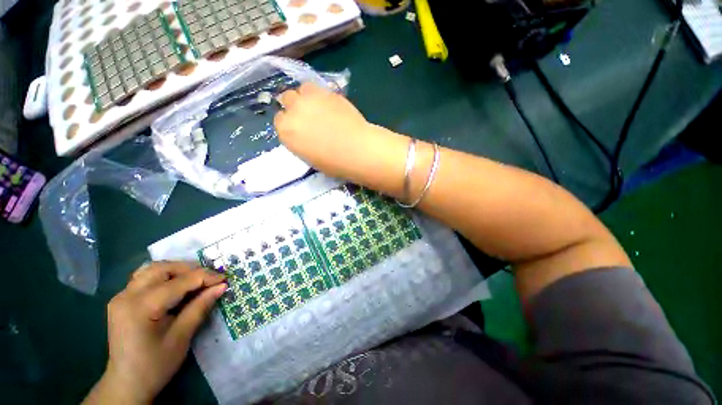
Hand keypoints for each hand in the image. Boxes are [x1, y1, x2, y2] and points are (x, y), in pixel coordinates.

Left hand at [84, 261, 226, 404]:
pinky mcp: (122, 300)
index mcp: (141, 307)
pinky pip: (145, 278)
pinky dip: (164, 276)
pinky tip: (175, 285)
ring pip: (152, 269)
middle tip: (211, 278)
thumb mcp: (182, 336)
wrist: (127, 384)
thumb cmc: (156, 364)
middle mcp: (127, 296)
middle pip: (163, 268)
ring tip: (195, 279)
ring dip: (177, 270)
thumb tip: (222, 286)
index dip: (206, 277)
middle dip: (190, 269)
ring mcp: (121, 296)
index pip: (179, 282)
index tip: (225, 279)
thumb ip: (200, 306)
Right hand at [274, 83, 372, 177]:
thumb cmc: (334, 163)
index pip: (280, 120)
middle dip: (295, 106)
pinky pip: (319, 88)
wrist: (357, 150)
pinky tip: (331, 106)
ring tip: (319, 107)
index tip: (299, 128)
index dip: (290, 124)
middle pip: (287, 99)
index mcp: (286, 131)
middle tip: (308, 116)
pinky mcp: (328, 92)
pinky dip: (322, 95)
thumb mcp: (309, 157)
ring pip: (302, 89)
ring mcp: (311, 98)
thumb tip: (304, 133)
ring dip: (307, 97)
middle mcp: (294, 110)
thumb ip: (300, 141)